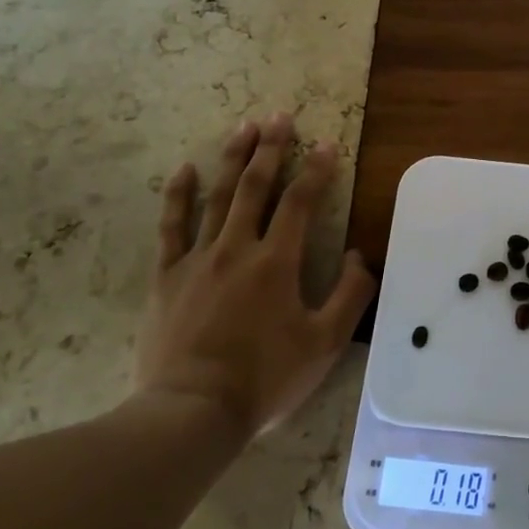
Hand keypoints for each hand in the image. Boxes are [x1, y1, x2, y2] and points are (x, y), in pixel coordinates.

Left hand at [140, 114, 376, 438]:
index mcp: (277, 262)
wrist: (192, 413)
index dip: (316, 170)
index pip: (301, 203)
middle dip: (271, 148)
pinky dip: (178, 196)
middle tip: (279, 116)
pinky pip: (171, 228)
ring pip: (217, 197)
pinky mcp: (167, 278)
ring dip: (233, 159)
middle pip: (256, 187)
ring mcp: (197, 260)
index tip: (326, 143)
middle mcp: (237, 249)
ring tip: (243, 126)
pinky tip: (185, 170)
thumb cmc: (265, 378)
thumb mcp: (325, 344)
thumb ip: (350, 296)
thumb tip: (361, 256)